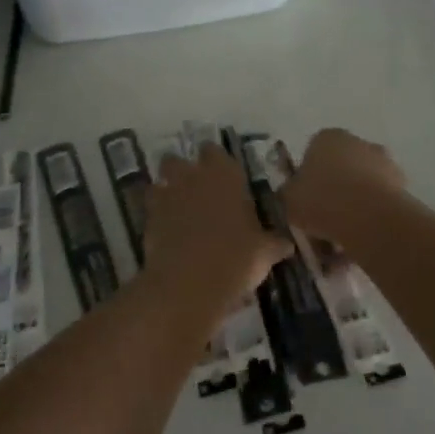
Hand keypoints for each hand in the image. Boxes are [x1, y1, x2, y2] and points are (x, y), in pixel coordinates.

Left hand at [144, 146, 289, 309]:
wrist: (191, 282)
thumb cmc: (236, 258)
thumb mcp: (264, 252)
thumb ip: (273, 243)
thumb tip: (286, 245)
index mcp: (224, 175)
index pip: (214, 151)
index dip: (215, 161)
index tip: (221, 176)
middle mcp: (193, 177)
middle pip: (177, 160)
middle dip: (182, 171)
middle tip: (196, 191)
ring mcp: (167, 195)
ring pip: (160, 180)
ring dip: (166, 190)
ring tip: (178, 209)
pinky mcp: (148, 218)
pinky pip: (151, 207)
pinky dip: (157, 215)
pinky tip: (167, 231)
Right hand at [281, 128, 405, 247]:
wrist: (368, 217)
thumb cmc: (321, 200)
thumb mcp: (289, 199)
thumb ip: (290, 193)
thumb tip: (294, 193)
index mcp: (327, 137)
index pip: (313, 152)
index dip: (308, 178)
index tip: (305, 201)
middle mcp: (357, 142)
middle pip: (341, 168)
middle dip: (334, 191)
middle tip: (323, 222)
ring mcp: (383, 162)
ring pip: (361, 187)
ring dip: (353, 207)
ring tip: (342, 240)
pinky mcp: (402, 185)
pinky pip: (378, 203)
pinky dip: (370, 219)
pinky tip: (360, 241)